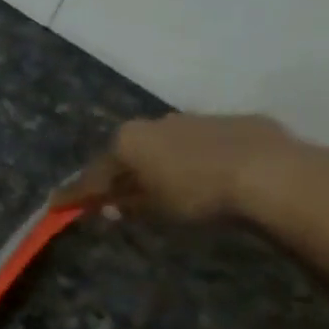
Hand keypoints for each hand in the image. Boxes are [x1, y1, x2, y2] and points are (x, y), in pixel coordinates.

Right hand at [52, 113, 328, 223]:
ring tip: (166, 187)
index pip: (94, 173)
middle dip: (122, 173)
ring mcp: (196, 118)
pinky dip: (198, 159)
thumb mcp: (155, 209)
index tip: (58, 206)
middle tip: (117, 196)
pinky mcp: (235, 122)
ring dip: (161, 164)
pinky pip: (205, 143)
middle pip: (129, 152)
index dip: (78, 194)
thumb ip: (127, 206)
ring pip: (167, 144)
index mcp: (129, 141)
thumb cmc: (197, 194)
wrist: (271, 174)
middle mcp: (156, 122)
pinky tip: (210, 177)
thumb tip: (109, 208)